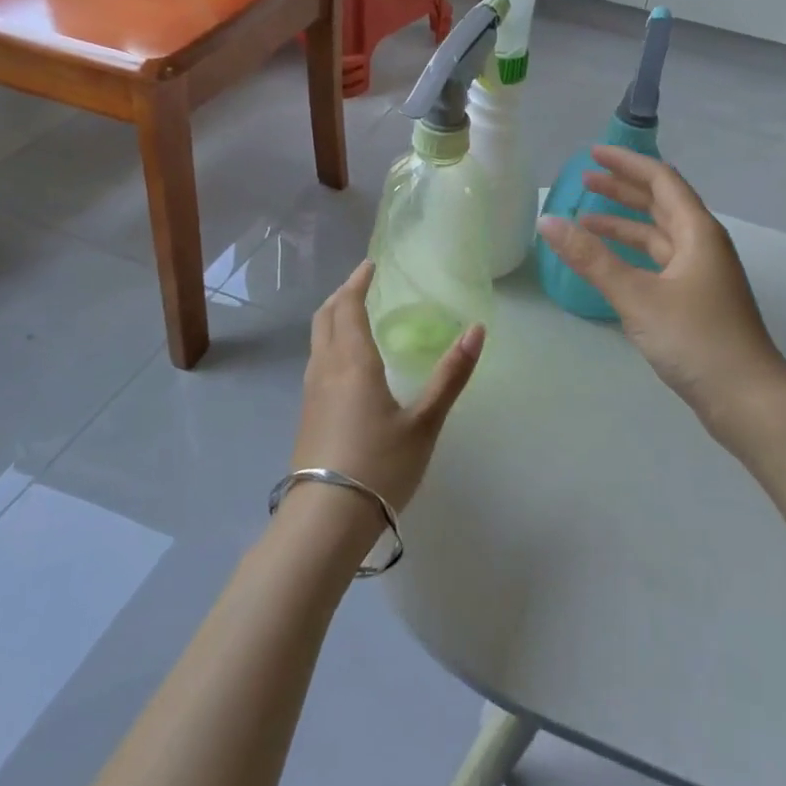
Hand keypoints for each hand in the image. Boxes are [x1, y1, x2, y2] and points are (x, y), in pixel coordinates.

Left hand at [291, 260, 483, 514]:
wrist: (325, 520)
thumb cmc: (379, 465)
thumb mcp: (424, 422)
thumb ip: (450, 375)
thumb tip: (477, 330)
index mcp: (353, 362)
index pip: (349, 307)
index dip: (358, 282)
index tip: (370, 265)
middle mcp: (326, 369)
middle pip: (325, 317)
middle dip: (342, 294)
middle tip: (361, 282)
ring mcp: (311, 393)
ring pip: (316, 339)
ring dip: (332, 317)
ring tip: (353, 313)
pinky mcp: (307, 415)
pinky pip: (315, 361)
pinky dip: (328, 342)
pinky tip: (345, 361)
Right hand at [537, 146, 785, 436]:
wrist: (746, 399)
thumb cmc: (696, 339)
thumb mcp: (637, 296)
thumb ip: (591, 259)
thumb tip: (548, 221)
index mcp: (697, 232)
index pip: (660, 180)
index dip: (626, 164)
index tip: (592, 155)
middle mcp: (702, 245)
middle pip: (660, 204)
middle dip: (623, 190)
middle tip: (583, 181)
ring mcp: (701, 274)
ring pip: (658, 236)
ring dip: (624, 225)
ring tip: (584, 221)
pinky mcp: (696, 300)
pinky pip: (659, 262)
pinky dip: (632, 256)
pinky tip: (609, 265)